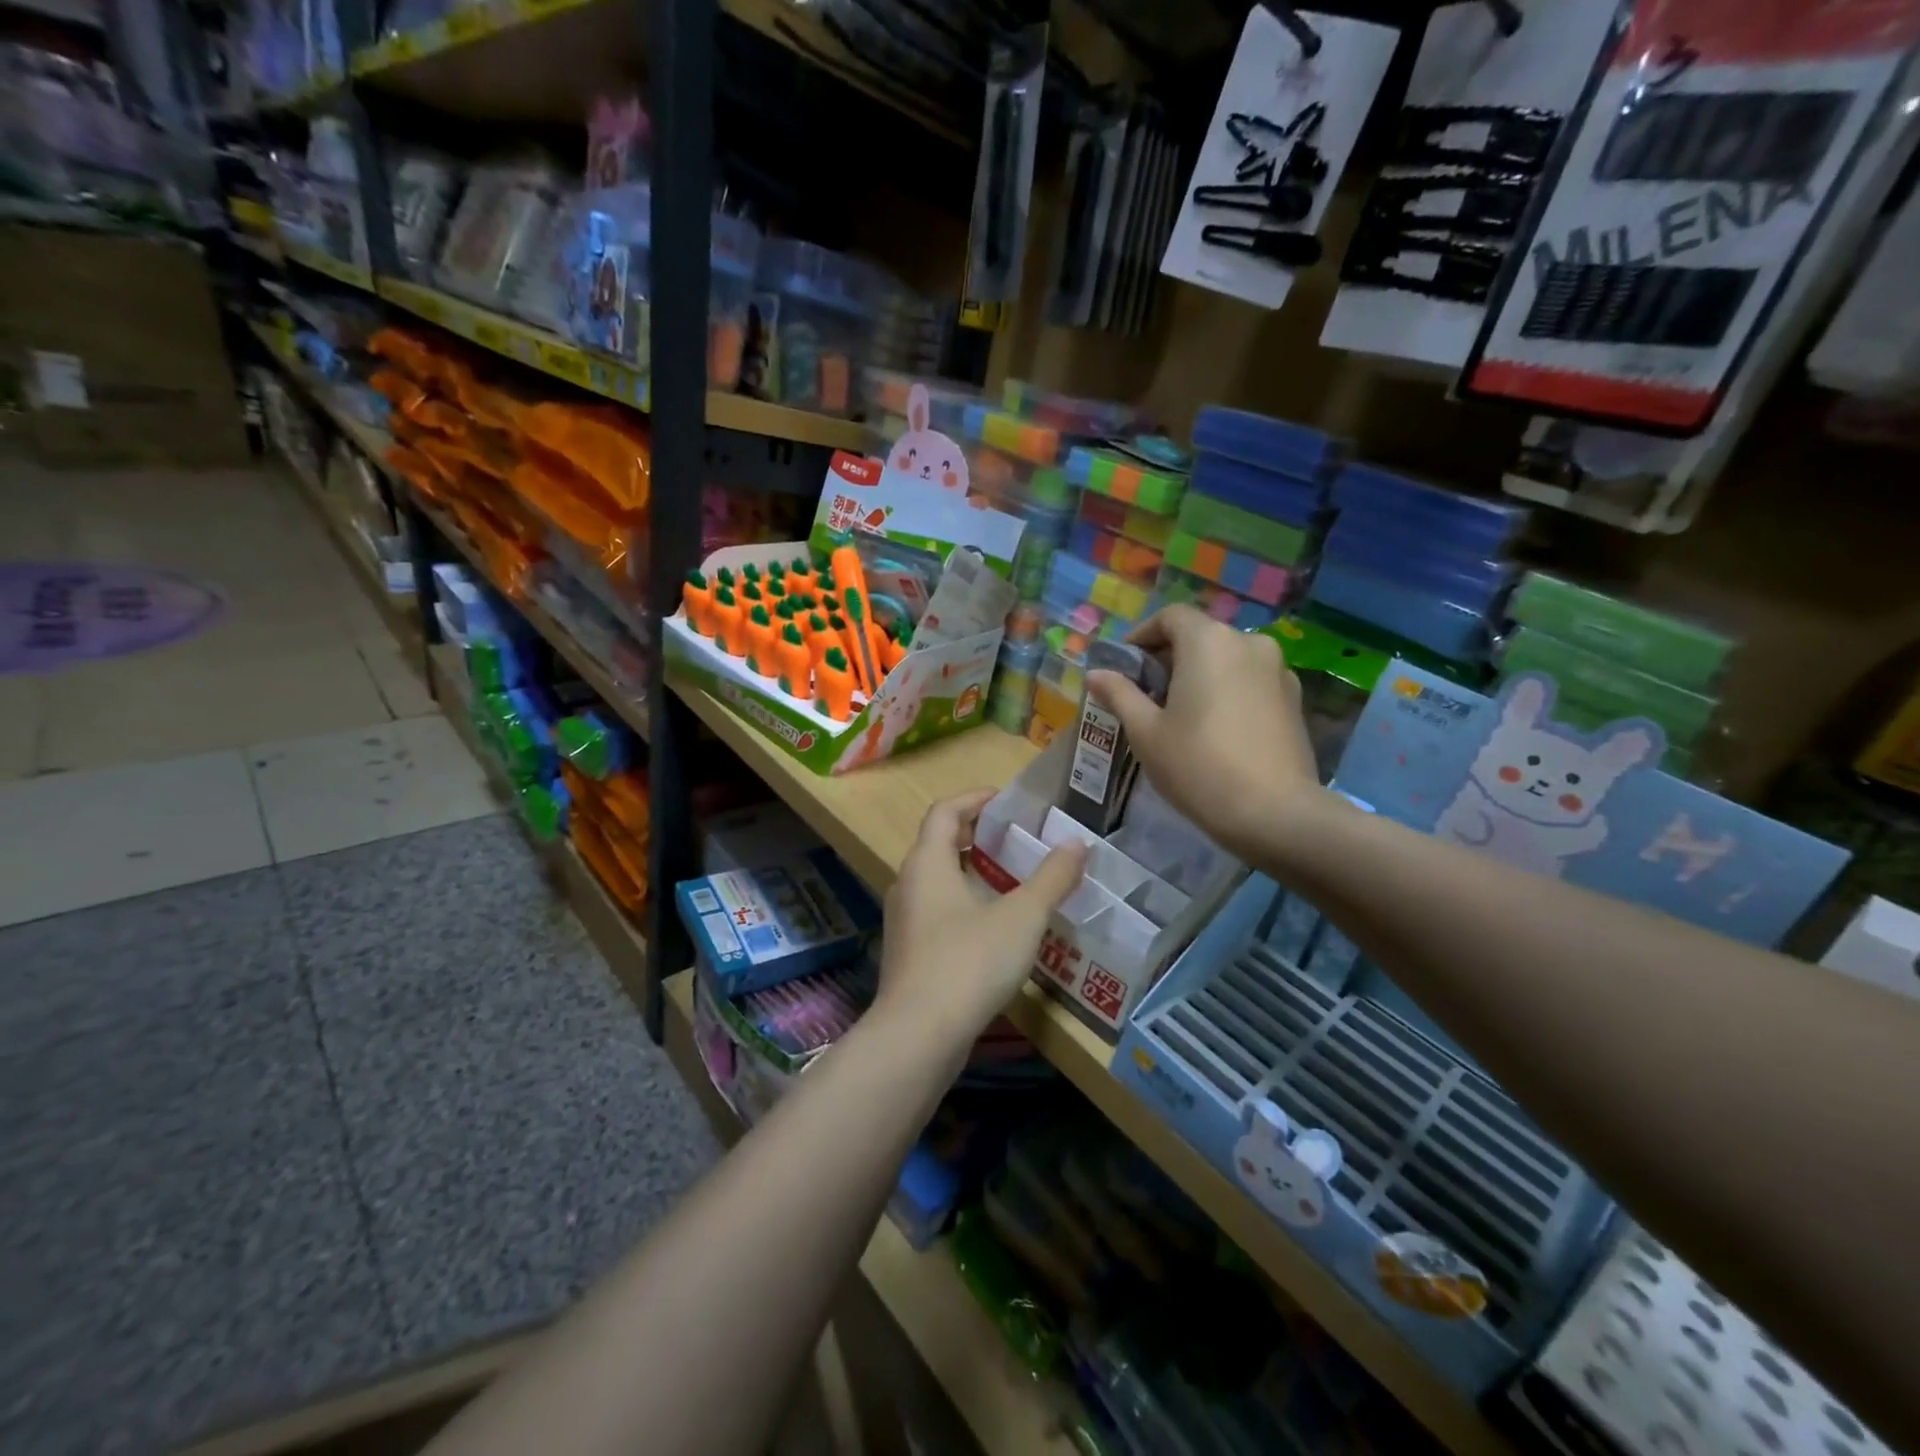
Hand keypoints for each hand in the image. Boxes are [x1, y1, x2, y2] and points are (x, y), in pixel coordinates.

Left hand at [874, 790, 1085, 1055]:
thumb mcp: (1022, 917)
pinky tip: (995, 927)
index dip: (975, 799)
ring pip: (938, 881)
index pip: (944, 811)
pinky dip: (965, 904)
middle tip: (1016, 839)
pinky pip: (937, 912)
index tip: (1006, 800)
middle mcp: (908, 884)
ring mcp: (904, 921)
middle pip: (938, 843)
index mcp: (927, 862)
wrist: (919, 1036)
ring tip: (1012, 880)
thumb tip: (1076, 843)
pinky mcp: (909, 953)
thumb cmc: (969, 961)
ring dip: (971, 872)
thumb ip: (1051, 878)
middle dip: (976, 836)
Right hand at [1087, 604, 1322, 860]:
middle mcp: (1248, 643)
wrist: (1274, 812)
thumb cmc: (1197, 765)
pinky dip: (1227, 691)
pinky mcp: (1294, 699)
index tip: (1124, 666)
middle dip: (1169, 658)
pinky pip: (1250, 681)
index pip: (1170, 617)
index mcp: (1208, 641)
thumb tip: (1096, 673)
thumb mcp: (1145, 732)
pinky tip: (1215, 729)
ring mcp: (1277, 670)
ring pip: (1227, 659)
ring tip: (1180, 714)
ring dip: (1200, 675)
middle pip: (1200, 636)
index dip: (1142, 635)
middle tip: (1146, 695)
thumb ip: (1120, 694)